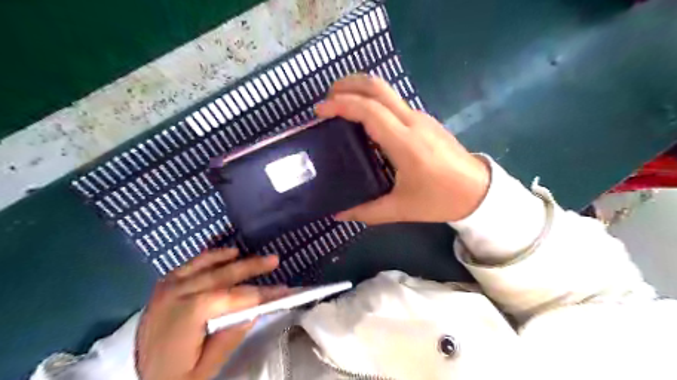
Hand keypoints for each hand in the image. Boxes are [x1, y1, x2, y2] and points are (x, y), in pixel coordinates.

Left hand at [135, 248, 285, 379]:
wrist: (130, 376)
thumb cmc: (171, 376)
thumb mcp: (204, 370)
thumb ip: (229, 338)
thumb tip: (254, 311)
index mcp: (189, 314)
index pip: (234, 298)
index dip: (261, 293)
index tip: (283, 291)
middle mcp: (179, 293)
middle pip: (224, 274)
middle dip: (252, 267)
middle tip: (274, 260)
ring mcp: (169, 286)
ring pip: (208, 264)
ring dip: (235, 259)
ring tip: (256, 256)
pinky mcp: (165, 284)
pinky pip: (192, 263)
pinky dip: (212, 256)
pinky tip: (227, 253)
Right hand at [314, 72, 489, 221]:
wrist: (478, 190)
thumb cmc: (440, 199)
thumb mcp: (400, 209)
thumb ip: (366, 212)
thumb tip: (338, 214)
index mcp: (405, 142)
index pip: (369, 110)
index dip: (341, 105)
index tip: (320, 111)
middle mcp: (412, 121)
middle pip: (377, 86)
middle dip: (348, 84)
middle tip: (327, 98)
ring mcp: (420, 117)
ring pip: (386, 90)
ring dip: (360, 91)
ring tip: (340, 106)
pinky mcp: (424, 120)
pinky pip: (394, 102)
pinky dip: (373, 102)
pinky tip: (364, 121)